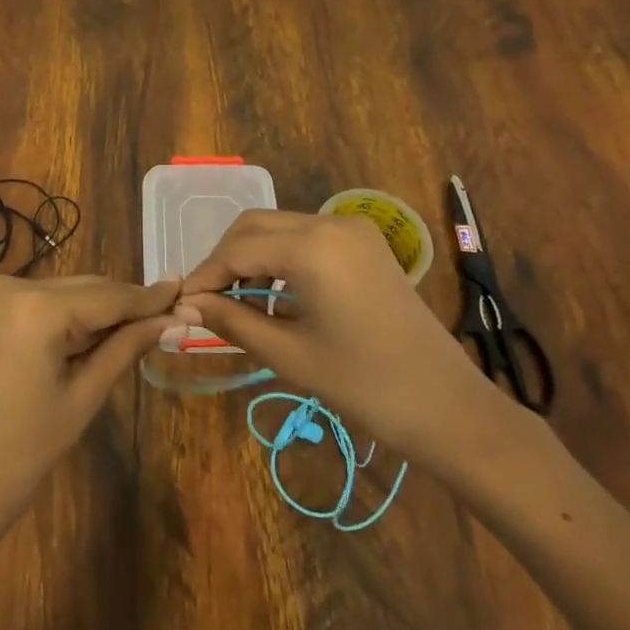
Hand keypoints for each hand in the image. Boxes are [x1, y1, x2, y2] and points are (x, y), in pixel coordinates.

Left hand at [0, 274, 178, 551]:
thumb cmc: (22, 455)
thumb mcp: (83, 397)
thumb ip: (127, 347)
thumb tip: (176, 320)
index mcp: (35, 308)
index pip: (108, 296)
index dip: (149, 298)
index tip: (186, 293)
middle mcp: (11, 285)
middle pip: (86, 288)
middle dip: (126, 304)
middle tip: (171, 316)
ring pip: (65, 292)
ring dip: (99, 310)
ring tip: (141, 328)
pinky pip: (41, 302)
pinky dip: (70, 315)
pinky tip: (97, 333)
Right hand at [178, 211, 512, 478]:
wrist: (449, 406)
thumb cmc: (364, 385)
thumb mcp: (290, 354)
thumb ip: (232, 320)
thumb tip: (186, 305)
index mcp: (312, 246)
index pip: (238, 248)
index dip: (205, 275)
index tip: (181, 303)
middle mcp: (331, 223)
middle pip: (256, 225)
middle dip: (225, 259)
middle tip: (206, 301)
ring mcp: (354, 231)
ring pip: (281, 227)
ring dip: (252, 255)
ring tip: (235, 301)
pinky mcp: (367, 245)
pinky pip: (308, 237)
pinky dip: (281, 257)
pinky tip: (273, 293)